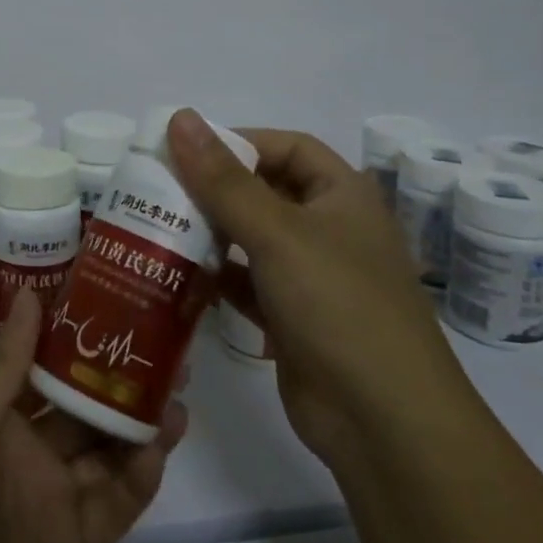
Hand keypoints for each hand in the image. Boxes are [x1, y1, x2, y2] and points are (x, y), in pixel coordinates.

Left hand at [0, 293, 186, 542]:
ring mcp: (54, 499)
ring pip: (106, 448)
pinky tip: (162, 443)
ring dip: (139, 419)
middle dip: (118, 373)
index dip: (74, 332)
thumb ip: (3, 369)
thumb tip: (31, 293)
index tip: (114, 297)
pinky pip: (117, 502)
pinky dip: (141, 474)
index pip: (41, 363)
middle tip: (164, 342)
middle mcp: (27, 452)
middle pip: (81, 403)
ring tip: (177, 386)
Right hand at [165, 109, 467, 461]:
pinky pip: (247, 284)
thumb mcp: (277, 233)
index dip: (238, 142)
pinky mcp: (293, 319)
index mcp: (342, 194)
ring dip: (210, 234)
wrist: (386, 425)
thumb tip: (181, 117)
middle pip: (264, 191)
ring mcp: (312, 277)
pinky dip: (217, 278)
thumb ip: (223, 179)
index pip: (286, 146)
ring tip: (156, 229)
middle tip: (157, 190)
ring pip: (251, 239)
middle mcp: (329, 228)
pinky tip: (178, 278)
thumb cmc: (339, 306)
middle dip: (214, 190)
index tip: (184, 151)